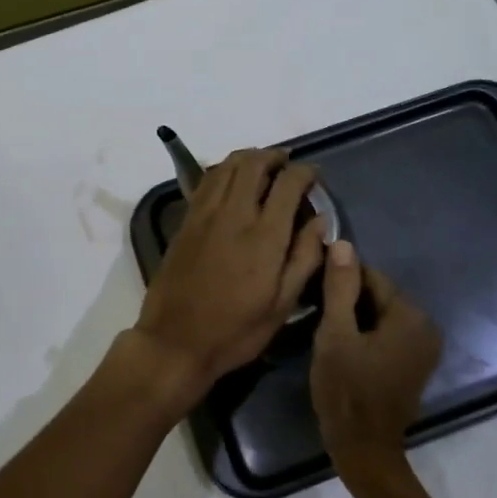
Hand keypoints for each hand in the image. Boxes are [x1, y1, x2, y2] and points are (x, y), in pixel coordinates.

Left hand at [122, 149, 327, 413]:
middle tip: (287, 162)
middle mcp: (234, 214)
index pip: (288, 184)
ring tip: (262, 164)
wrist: (175, 341)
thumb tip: (321, 220)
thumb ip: (305, 258)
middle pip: (253, 164)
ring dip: (247, 157)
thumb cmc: (236, 330)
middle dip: (274, 156)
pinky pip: (206, 181)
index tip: (314, 176)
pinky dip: (223, 170)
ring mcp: (205, 214)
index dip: (305, 172)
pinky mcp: (186, 221)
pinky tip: (231, 179)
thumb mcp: (283, 305)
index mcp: (264, 236)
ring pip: (226, 166)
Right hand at [310, 242, 441, 477]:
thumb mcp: (335, 334)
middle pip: (377, 295)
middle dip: (348, 299)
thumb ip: (340, 287)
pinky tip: (344, 346)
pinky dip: (366, 334)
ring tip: (326, 330)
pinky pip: (387, 334)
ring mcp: (423, 348)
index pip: (371, 276)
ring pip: (380, 315)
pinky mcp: (415, 364)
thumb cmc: (346, 390)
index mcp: (410, 315)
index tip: (313, 292)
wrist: (364, 450)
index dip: (339, 279)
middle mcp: (425, 326)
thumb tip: (343, 243)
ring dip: (355, 317)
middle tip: (316, 313)